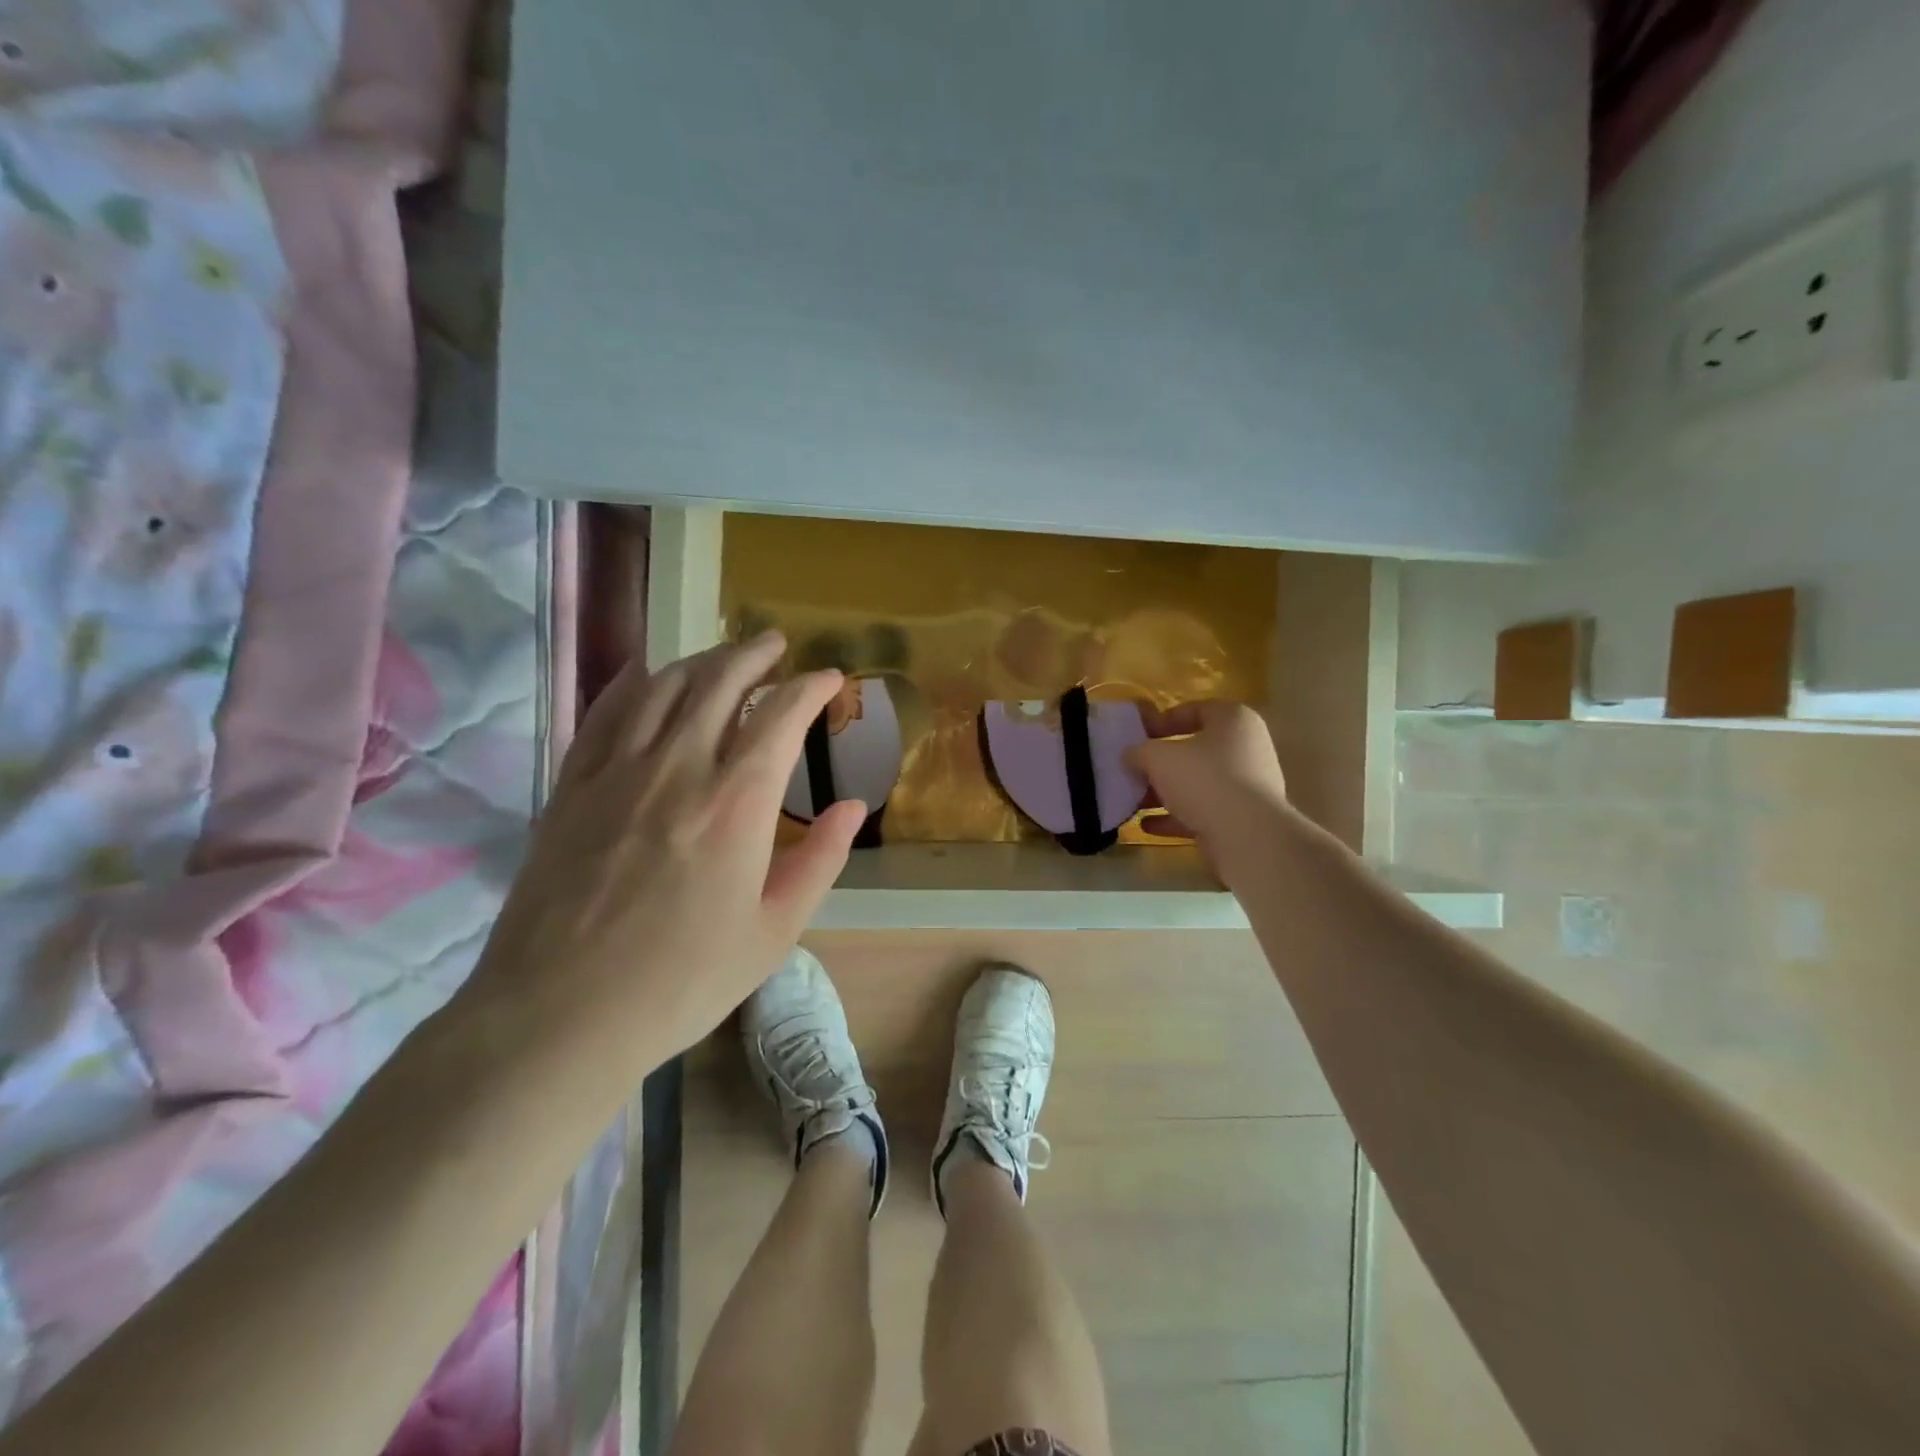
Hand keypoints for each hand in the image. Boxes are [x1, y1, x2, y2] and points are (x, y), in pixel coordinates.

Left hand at [463, 633, 864, 1076]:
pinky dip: (632, 682)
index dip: (810, 687)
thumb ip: (819, 860)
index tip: (828, 678)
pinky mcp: (572, 787)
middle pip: (719, 683)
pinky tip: (645, 672)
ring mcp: (618, 772)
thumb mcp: (774, 931)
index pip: (780, 716)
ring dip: (700, 660)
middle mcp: (679, 768)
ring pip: (663, 687)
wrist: (560, 1015)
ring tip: (722, 656)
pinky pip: (605, 713)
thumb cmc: (682, 980)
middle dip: (754, 655)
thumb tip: (853, 806)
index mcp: (737, 804)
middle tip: (775, 645)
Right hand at [1127, 701, 1287, 850]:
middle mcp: (1246, 749)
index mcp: (1234, 721)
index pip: (1196, 709)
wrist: (1246, 837)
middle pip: (1196, 750)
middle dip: (1161, 762)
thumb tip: (1129, 755)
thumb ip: (1139, 751)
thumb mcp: (1159, 757)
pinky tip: (1147, 826)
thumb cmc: (1204, 780)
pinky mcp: (1242, 819)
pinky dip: (1176, 817)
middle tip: (1134, 769)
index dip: (1164, 719)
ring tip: (1134, 800)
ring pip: (1198, 784)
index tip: (1139, 735)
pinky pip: (1203, 812)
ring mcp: (1247, 787)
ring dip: (1165, 792)